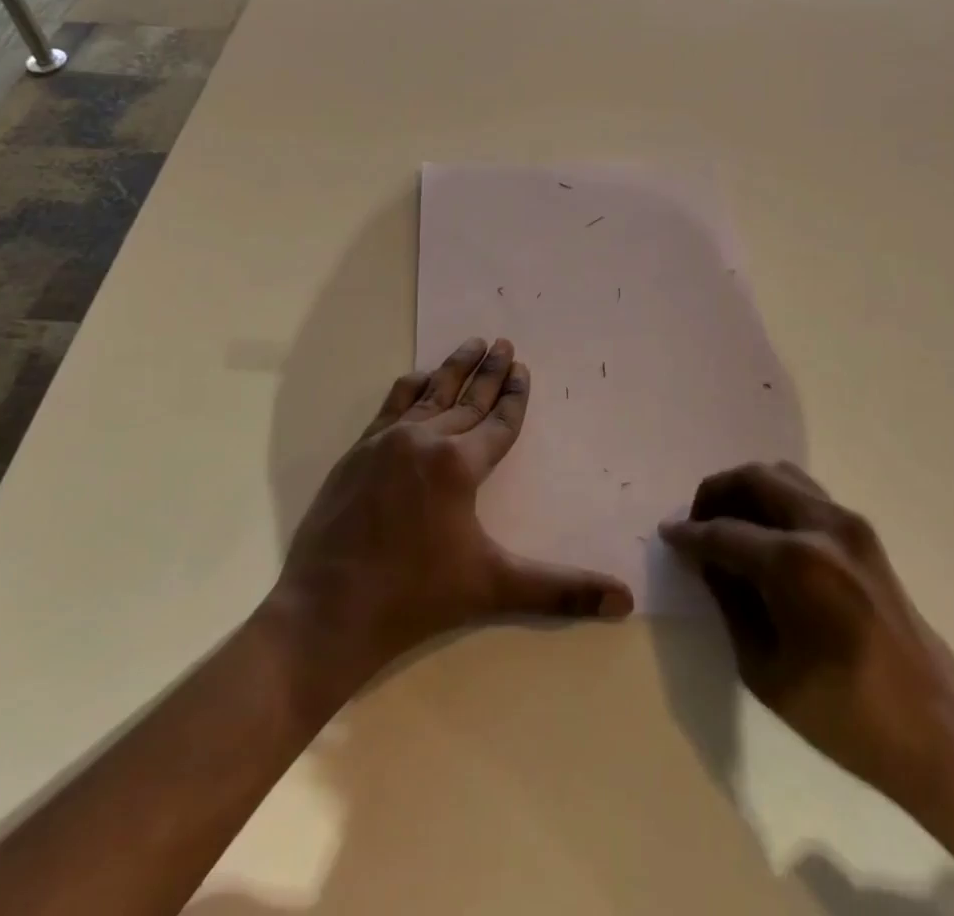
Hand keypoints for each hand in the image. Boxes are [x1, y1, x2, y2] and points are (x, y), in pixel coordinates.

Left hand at [270, 337, 632, 687]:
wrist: (327, 610)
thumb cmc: (416, 597)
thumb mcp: (493, 587)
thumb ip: (560, 589)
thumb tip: (626, 600)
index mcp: (459, 465)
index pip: (498, 421)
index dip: (515, 395)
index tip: (522, 367)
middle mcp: (426, 440)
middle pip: (468, 398)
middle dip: (489, 371)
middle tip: (503, 342)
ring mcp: (388, 441)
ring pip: (431, 393)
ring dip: (454, 368)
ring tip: (472, 344)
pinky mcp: (359, 450)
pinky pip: (393, 405)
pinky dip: (412, 387)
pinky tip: (419, 377)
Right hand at [660, 462, 953, 816]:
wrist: (940, 732)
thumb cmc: (846, 715)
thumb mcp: (766, 670)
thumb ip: (730, 602)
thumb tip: (708, 561)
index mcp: (794, 563)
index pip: (723, 532)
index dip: (689, 535)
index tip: (667, 536)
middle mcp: (821, 526)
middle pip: (752, 478)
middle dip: (715, 493)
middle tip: (696, 524)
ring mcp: (848, 523)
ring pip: (781, 475)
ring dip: (746, 490)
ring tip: (728, 525)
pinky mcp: (864, 532)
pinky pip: (806, 493)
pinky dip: (775, 498)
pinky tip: (764, 534)